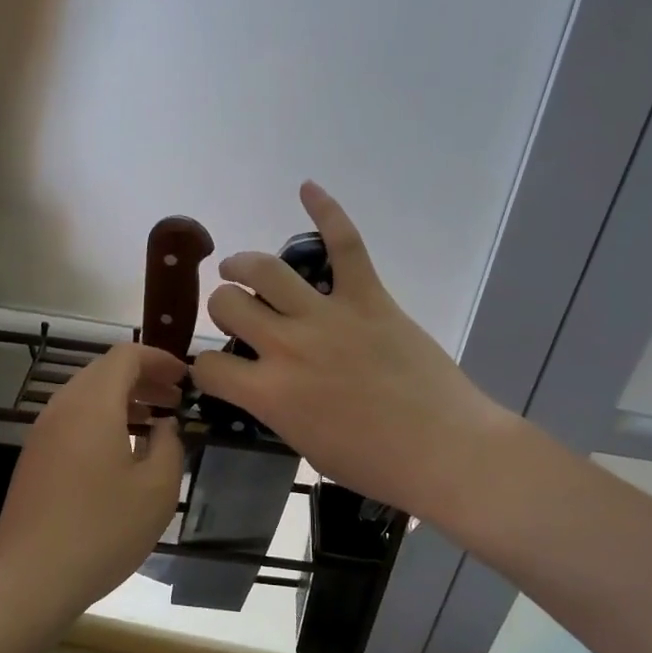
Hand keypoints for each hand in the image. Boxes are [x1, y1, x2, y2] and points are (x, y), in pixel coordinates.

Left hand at [0, 343, 185, 623]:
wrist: (29, 579)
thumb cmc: (102, 530)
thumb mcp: (156, 490)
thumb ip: (169, 446)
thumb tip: (164, 426)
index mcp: (92, 404)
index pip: (126, 356)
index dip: (159, 359)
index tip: (186, 377)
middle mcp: (62, 407)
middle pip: (104, 372)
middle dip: (144, 379)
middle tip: (176, 399)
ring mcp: (43, 433)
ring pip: (87, 396)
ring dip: (123, 400)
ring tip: (156, 423)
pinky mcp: (35, 458)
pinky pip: (74, 420)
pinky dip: (103, 420)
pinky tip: (123, 452)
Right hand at [189, 183, 513, 523]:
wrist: (445, 451)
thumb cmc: (375, 464)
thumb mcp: (305, 445)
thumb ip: (275, 408)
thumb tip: (264, 385)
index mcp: (269, 393)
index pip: (209, 366)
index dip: (206, 367)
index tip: (218, 369)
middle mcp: (287, 346)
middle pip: (228, 304)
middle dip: (222, 306)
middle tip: (236, 312)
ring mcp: (328, 316)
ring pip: (266, 269)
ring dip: (243, 263)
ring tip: (239, 266)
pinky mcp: (368, 297)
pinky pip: (344, 244)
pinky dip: (326, 211)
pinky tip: (307, 188)